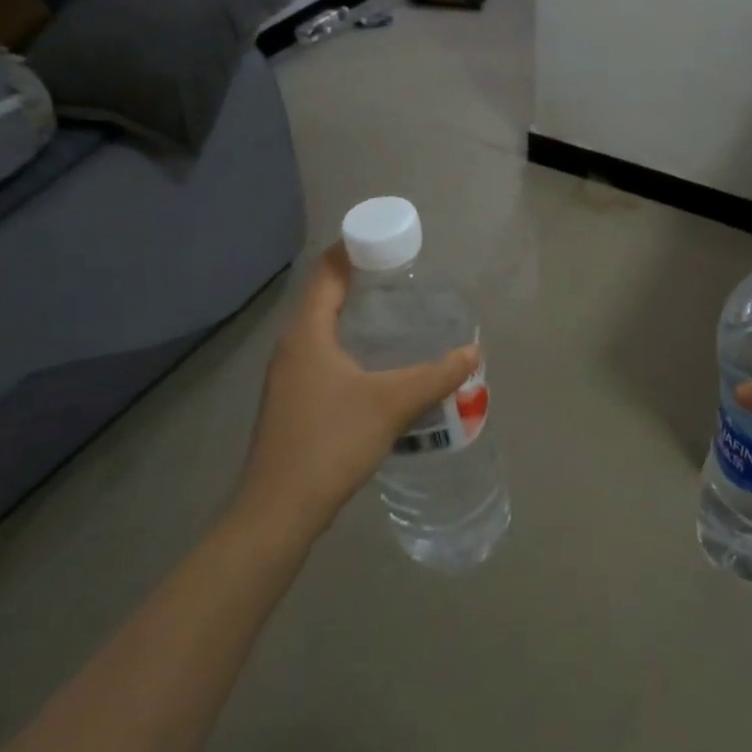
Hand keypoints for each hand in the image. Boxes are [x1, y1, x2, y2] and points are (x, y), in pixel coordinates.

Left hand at [230, 244, 477, 541]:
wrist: (278, 512)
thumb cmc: (330, 443)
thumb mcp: (392, 404)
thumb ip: (436, 375)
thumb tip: (472, 351)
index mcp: (307, 334)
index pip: (327, 273)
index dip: (353, 250)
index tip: (386, 239)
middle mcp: (292, 348)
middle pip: (323, 297)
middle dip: (360, 280)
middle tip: (403, 274)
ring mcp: (288, 378)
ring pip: (322, 329)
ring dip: (354, 314)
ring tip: (396, 312)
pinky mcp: (293, 403)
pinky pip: (323, 355)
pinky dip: (349, 343)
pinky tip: (377, 362)